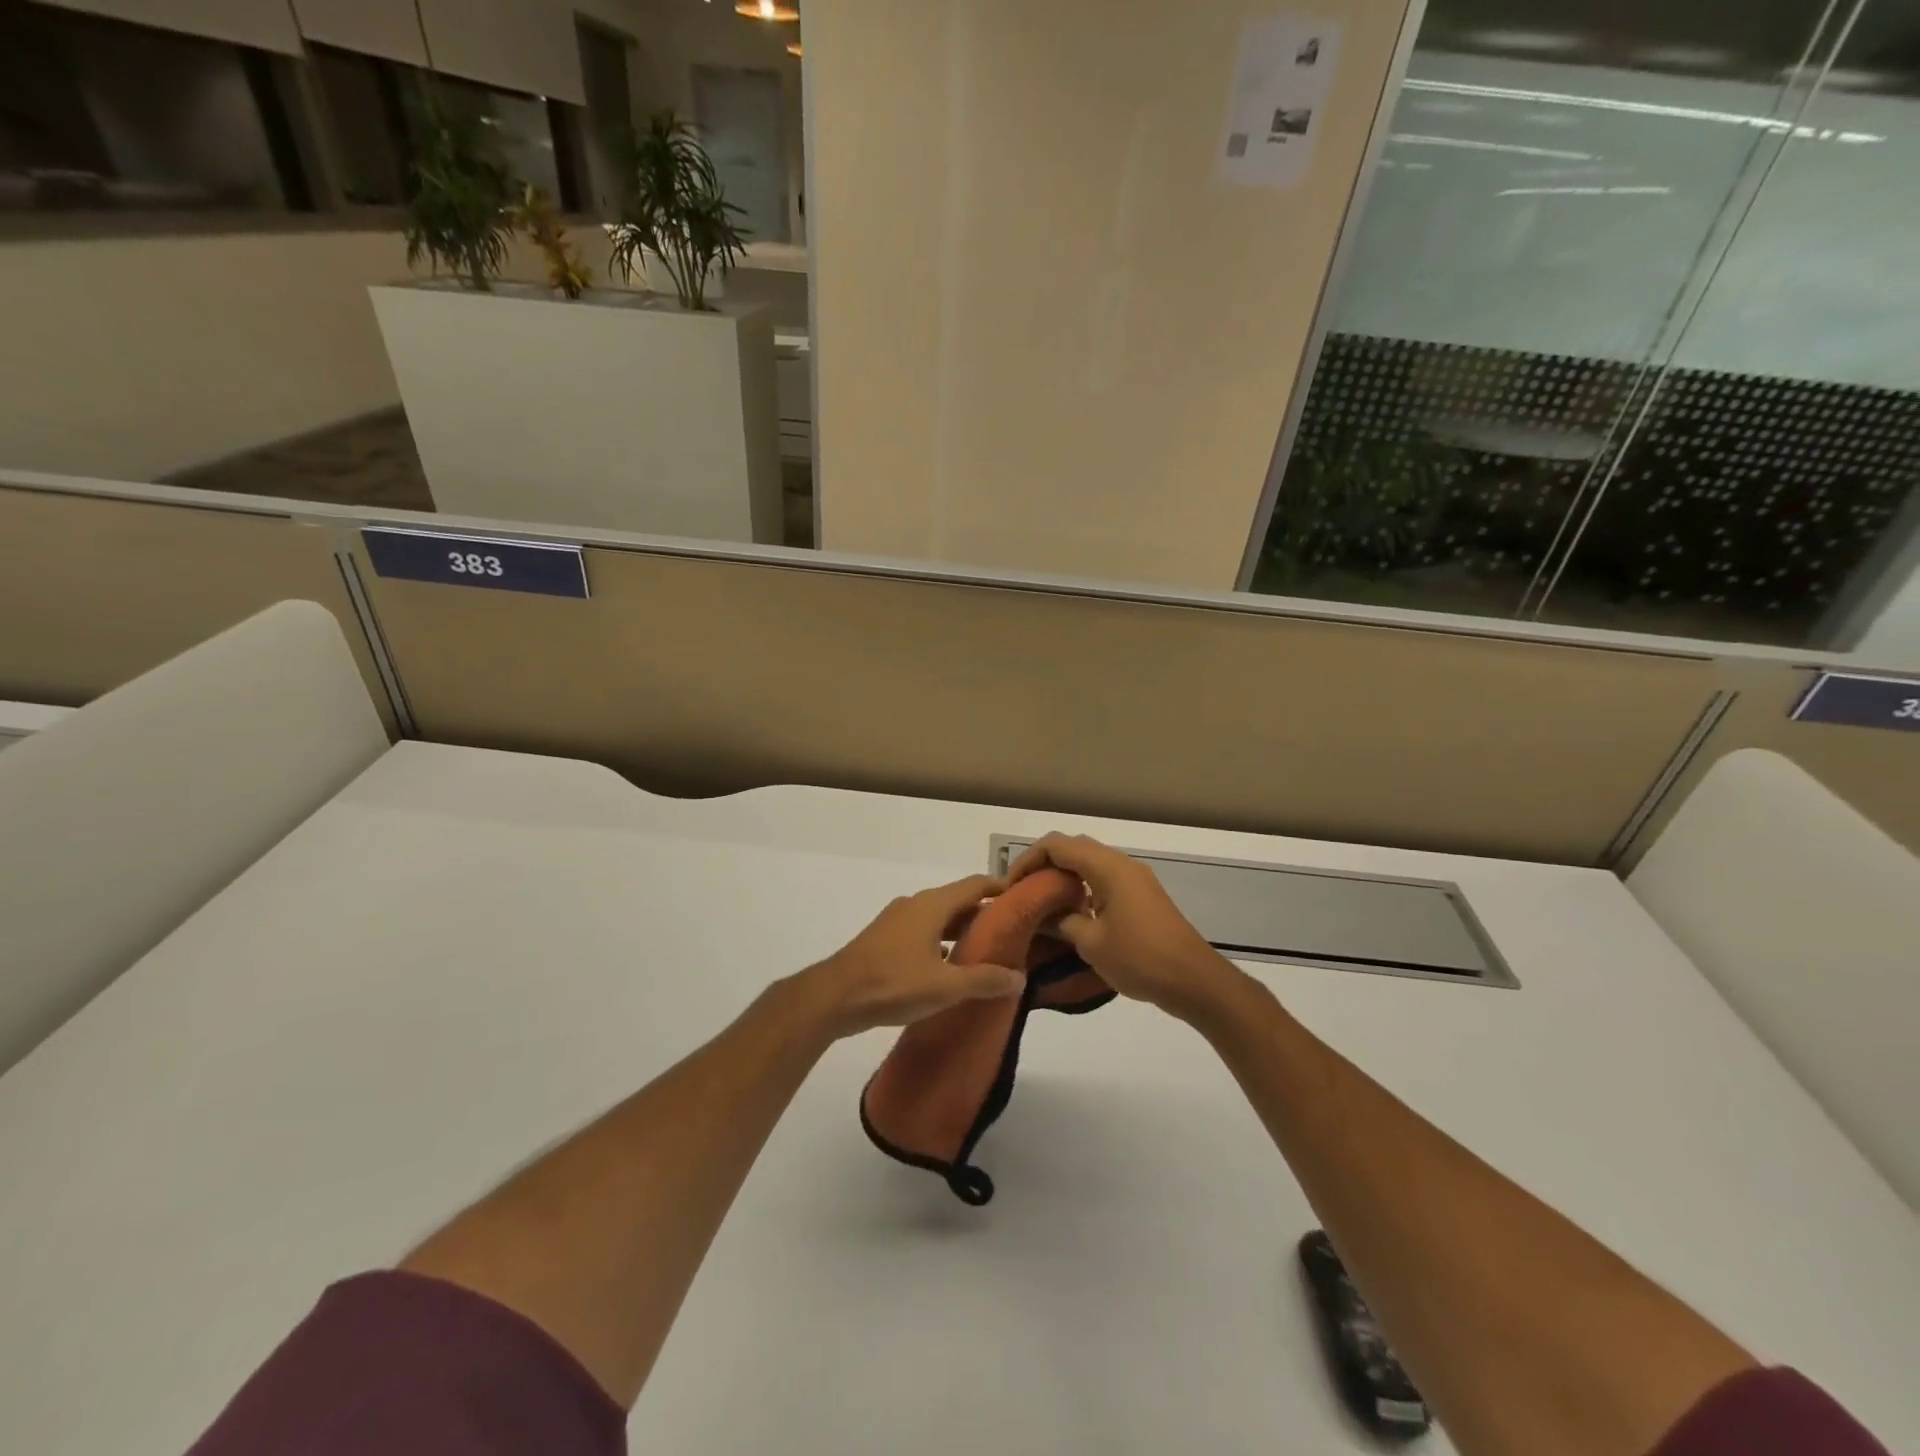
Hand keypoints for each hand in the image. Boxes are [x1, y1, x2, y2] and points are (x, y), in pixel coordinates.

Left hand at [797, 875, 1025, 1038]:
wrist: (835, 996)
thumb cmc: (894, 983)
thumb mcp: (945, 986)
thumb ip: (984, 980)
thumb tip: (1019, 977)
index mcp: (933, 905)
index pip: (975, 885)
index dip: (1001, 889)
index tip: (1024, 899)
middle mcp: (916, 904)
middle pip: (958, 901)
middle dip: (984, 914)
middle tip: (1012, 933)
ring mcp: (897, 920)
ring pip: (939, 917)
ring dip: (961, 930)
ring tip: (985, 952)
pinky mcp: (885, 938)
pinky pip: (923, 931)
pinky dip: (941, 942)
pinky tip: (949, 967)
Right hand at [1007, 834, 1238, 1019]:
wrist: (1194, 980)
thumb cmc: (1140, 958)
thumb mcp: (1090, 942)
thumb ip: (1060, 921)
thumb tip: (1039, 914)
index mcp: (1107, 867)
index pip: (1056, 845)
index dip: (1028, 860)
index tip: (1011, 887)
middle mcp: (1120, 863)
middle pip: (1073, 847)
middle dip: (1043, 865)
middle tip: (1022, 892)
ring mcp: (1134, 878)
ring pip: (1089, 862)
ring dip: (1063, 876)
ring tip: (1041, 903)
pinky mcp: (1141, 895)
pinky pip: (1104, 878)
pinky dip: (1082, 886)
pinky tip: (1072, 914)